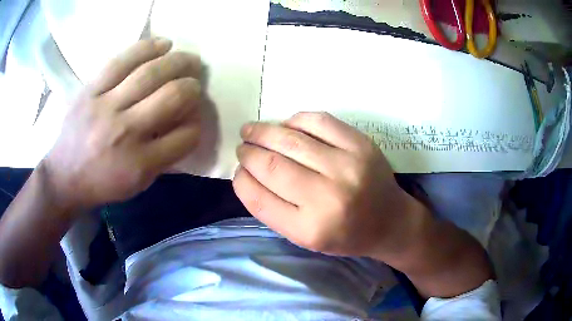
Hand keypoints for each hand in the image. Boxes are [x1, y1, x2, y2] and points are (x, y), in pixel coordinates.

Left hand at [44, 38, 201, 209]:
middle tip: (195, 83)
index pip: (186, 136)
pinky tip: (163, 44)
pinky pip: (121, 61)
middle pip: (172, 97)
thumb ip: (164, 156)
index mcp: (140, 163)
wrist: (64, 176)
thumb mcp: (137, 183)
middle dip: (192, 87)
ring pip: (150, 73)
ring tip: (188, 59)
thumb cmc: (102, 183)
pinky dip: (147, 48)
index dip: (197, 123)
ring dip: (177, 62)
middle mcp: (126, 132)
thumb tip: (187, 123)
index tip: (195, 118)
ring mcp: (106, 106)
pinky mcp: (91, 90)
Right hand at [233, 112, 427, 258]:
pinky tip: (287, 126)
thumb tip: (247, 173)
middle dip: (248, 152)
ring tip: (251, 130)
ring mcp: (347, 166)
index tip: (238, 170)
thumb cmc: (345, 235)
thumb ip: (273, 209)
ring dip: (263, 132)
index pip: (258, 197)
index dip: (241, 179)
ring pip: (289, 139)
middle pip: (270, 165)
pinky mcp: (360, 144)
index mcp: (309, 229)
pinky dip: (295, 120)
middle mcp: (327, 197)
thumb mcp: (305, 237)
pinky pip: (317, 121)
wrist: (390, 221)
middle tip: (242, 146)